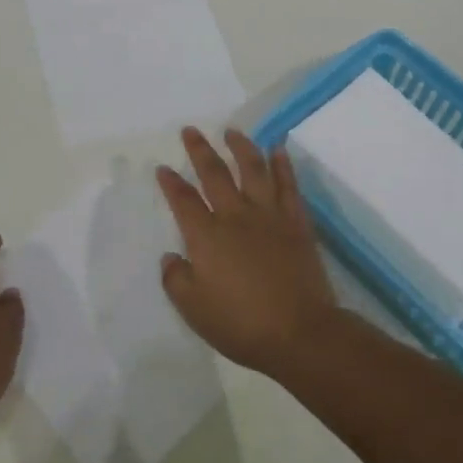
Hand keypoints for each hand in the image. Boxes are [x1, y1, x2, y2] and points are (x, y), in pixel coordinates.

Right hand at [156, 128, 337, 376]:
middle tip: (191, 130)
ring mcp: (269, 215)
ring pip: (253, 169)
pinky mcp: (296, 222)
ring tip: (232, 131)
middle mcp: (235, 216)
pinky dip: (282, 165)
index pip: (183, 200)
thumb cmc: (241, 324)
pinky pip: (288, 185)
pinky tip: (278, 150)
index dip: (170, 182)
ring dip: (241, 147)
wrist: (300, 332)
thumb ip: (176, 279)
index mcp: (206, 236)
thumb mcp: (194, 310)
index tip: (163, 168)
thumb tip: (171, 256)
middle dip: (200, 150)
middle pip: (214, 173)